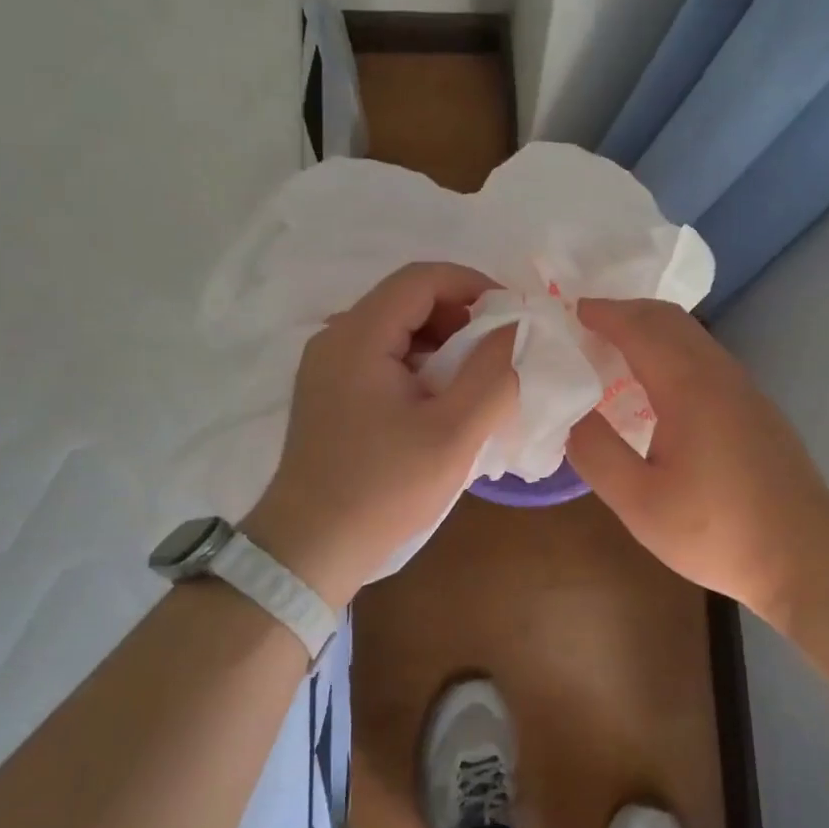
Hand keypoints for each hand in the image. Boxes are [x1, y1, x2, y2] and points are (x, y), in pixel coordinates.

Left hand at [241, 263, 517, 607]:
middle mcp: (335, 338)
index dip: (473, 285)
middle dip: (461, 317)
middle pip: (407, 300)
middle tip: (498, 354)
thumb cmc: (385, 489)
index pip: (421, 278)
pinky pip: (382, 357)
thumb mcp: (455, 433)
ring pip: (396, 329)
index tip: (512, 317)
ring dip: (443, 343)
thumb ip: (494, 373)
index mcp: (359, 336)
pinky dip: (420, 365)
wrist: (311, 549)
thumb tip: (517, 327)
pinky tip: (440, 403)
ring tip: (475, 382)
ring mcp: (327, 366)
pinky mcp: (329, 393)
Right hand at [565, 298, 828, 619]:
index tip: (572, 310)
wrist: (806, 555)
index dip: (604, 314)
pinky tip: (659, 383)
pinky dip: (673, 348)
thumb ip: (597, 453)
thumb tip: (571, 414)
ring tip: (617, 346)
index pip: (639, 329)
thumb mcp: (640, 502)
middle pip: (670, 319)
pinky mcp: (756, 407)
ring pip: (692, 336)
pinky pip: (706, 356)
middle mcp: (718, 374)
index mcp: (688, 387)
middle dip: (627, 310)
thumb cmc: (717, 530)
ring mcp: (744, 388)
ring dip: (652, 328)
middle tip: (589, 323)